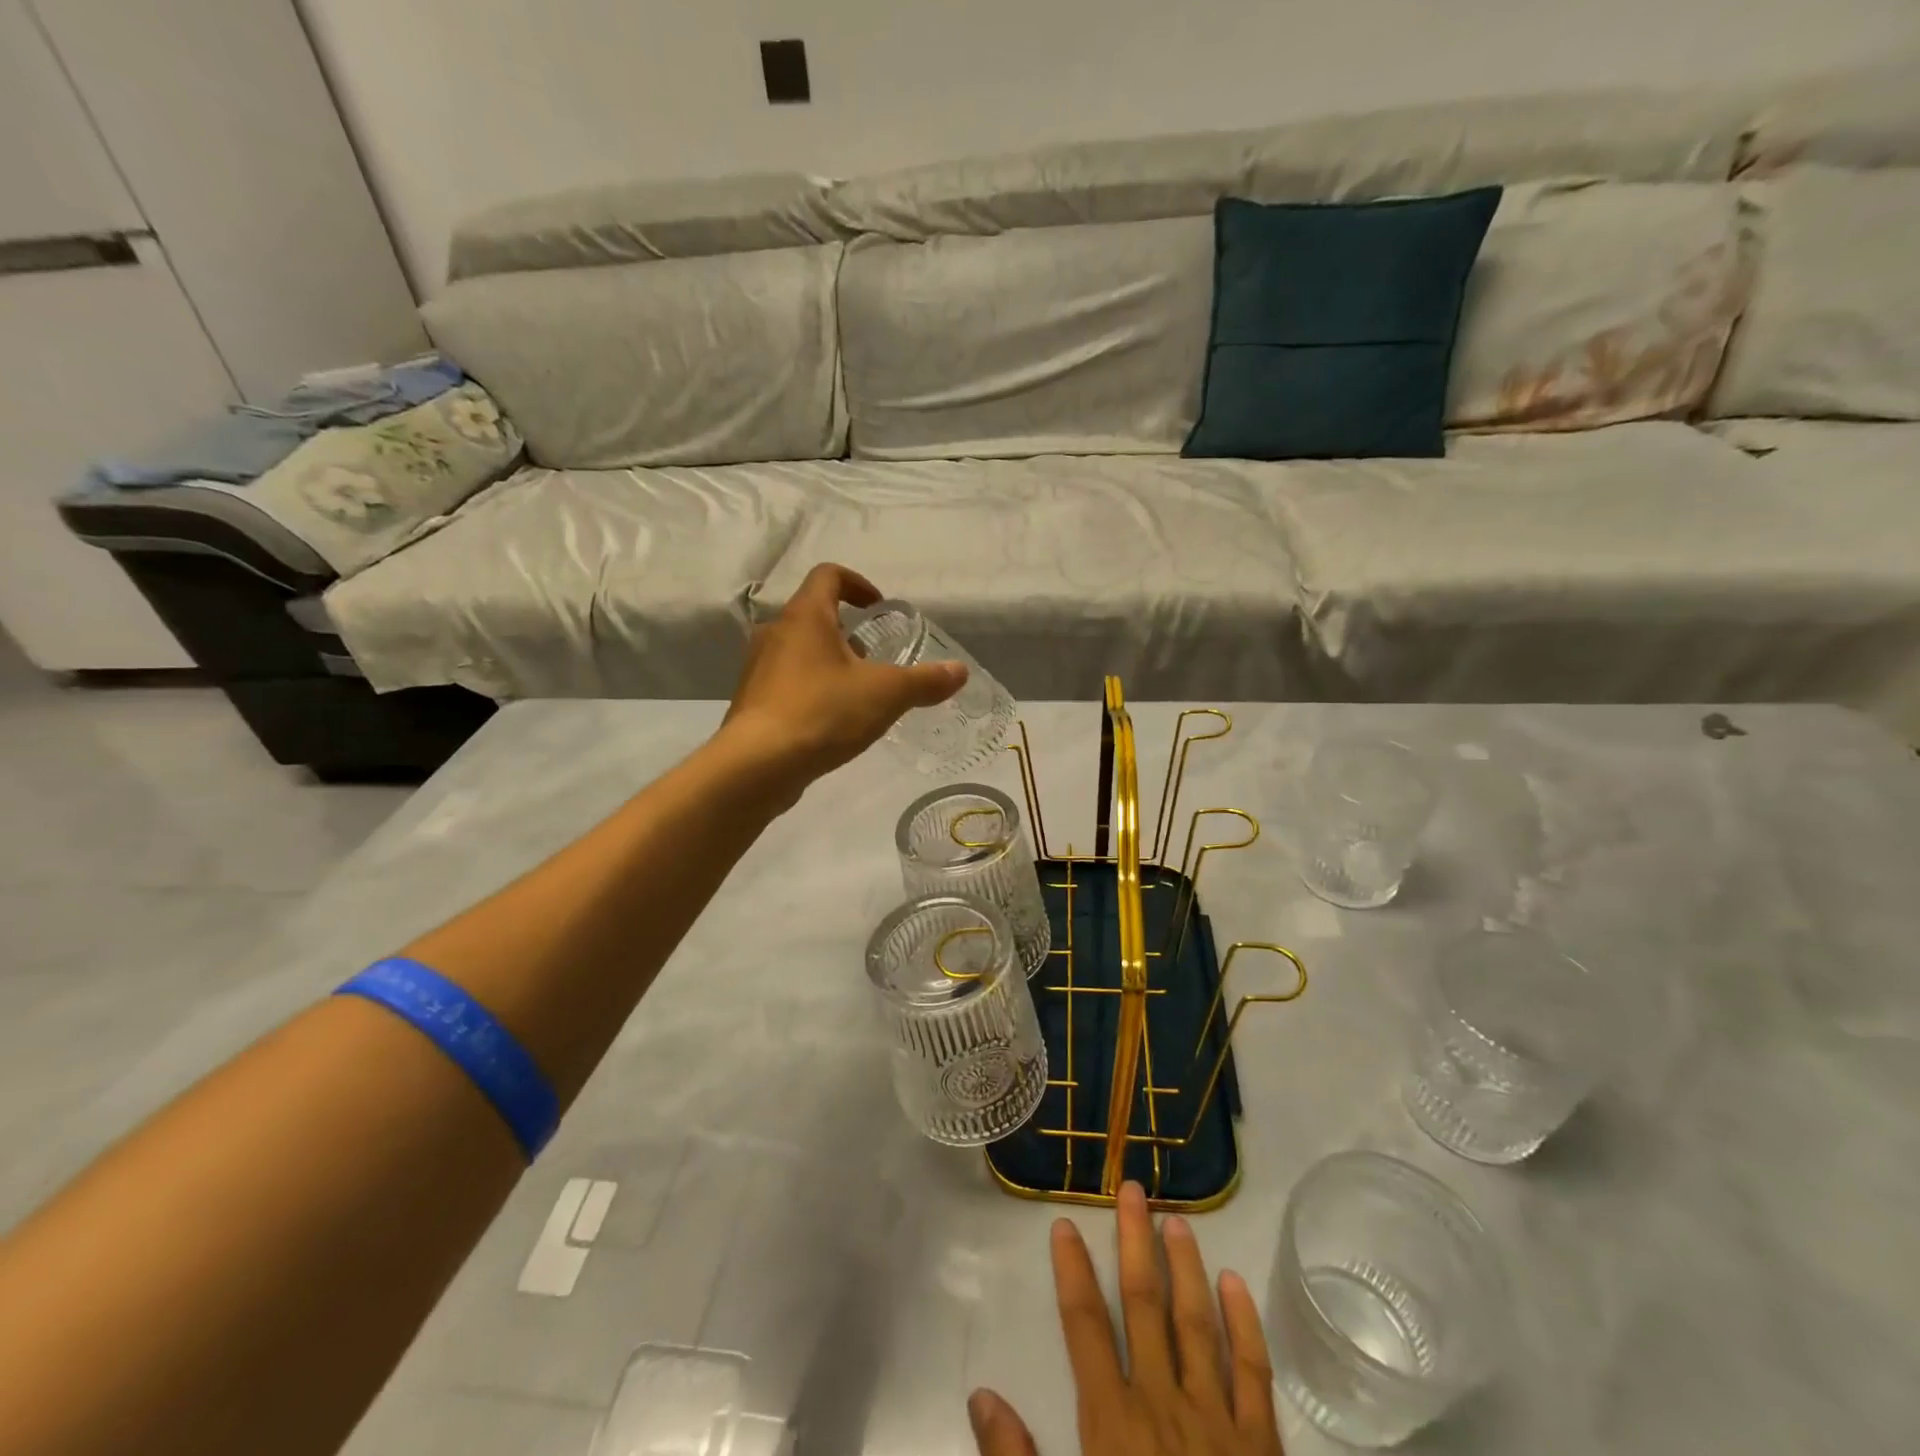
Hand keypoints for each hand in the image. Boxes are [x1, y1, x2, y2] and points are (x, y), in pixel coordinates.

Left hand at [721, 563, 965, 787]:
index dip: (857, 584)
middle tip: (874, 659)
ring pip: (799, 652)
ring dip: (829, 662)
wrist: (758, 765)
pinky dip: (812, 690)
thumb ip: (925, 681)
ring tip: (857, 693)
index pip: (828, 576)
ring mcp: (758, 669)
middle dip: (847, 633)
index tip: (878, 608)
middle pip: (813, 616)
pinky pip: (787, 683)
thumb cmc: (823, 713)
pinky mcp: (753, 702)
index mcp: (805, 616)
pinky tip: (831, 722)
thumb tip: (960, 672)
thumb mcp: (886, 694)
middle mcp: (775, 633)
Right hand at [968, 1183, 1284, 1455]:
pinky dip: (1245, 1324)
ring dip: (1184, 1267)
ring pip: (1196, 1323)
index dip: (1072, 1271)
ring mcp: (1216, 1421)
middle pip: (1143, 1304)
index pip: (1084, 1326)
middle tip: (1132, 1188)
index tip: (1065, 1223)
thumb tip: (980, 1396)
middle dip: (1134, 1243)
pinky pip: (1253, 1373)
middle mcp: (1162, 1404)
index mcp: (1113, 1425)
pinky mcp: (1261, 1446)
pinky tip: (1236, 1282)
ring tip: (1176, 1220)